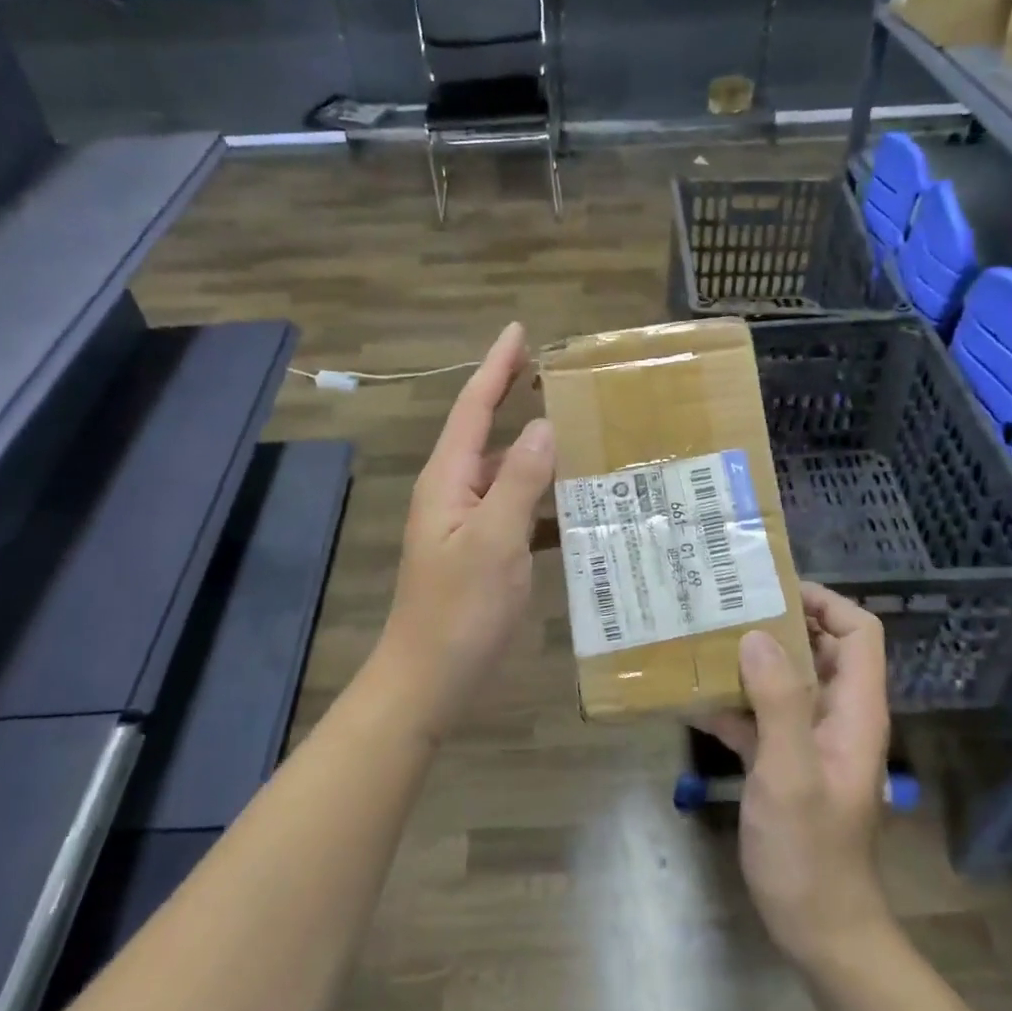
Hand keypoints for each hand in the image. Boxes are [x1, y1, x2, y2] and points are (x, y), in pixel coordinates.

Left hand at [378, 322, 554, 739]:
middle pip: (487, 432)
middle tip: (555, 373)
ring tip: (581, 429)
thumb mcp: (494, 540)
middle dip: (514, 397)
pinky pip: (518, 509)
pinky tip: (578, 502)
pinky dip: (544, 499)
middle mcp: (454, 492)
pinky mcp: (484, 551)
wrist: (430, 679)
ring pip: (507, 472)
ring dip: (537, 450)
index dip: (496, 367)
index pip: (473, 408)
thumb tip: (545, 425)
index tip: (519, 331)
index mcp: (447, 479)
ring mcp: (468, 524)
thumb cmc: (459, 610)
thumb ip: (519, 480)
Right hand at [696, 583, 893, 966]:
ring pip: (786, 680)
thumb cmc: (810, 852)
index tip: (774, 592)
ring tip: (703, 638)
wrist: (819, 930)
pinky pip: (761, 715)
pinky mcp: (785, 761)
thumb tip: (759, 637)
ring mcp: (810, 739)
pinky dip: (733, 702)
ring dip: (750, 660)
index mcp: (854, 711)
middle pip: (819, 649)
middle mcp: (837, 716)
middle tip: (727, 607)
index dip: (825, 604)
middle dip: (778, 624)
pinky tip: (690, 698)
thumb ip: (779, 703)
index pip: (859, 634)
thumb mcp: (790, 773)